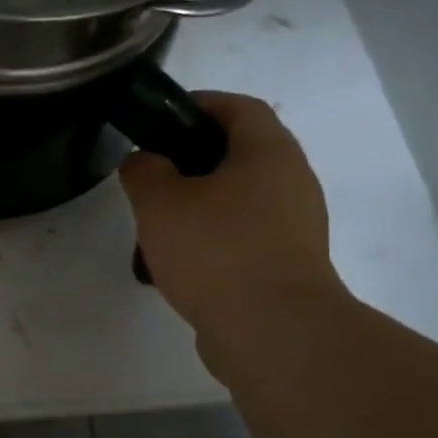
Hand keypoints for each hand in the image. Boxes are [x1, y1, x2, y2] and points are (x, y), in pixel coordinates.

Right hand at [119, 92, 347, 369]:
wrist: (273, 332)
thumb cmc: (217, 251)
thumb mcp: (160, 202)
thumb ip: (143, 170)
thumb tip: (144, 161)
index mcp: (268, 152)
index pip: (237, 107)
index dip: (196, 105)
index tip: (157, 121)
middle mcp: (291, 182)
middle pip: (237, 154)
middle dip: (189, 162)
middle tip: (150, 180)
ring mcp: (294, 227)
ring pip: (237, 200)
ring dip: (197, 207)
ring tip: (156, 230)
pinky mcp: (287, 266)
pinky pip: (242, 238)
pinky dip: (210, 242)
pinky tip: (177, 267)